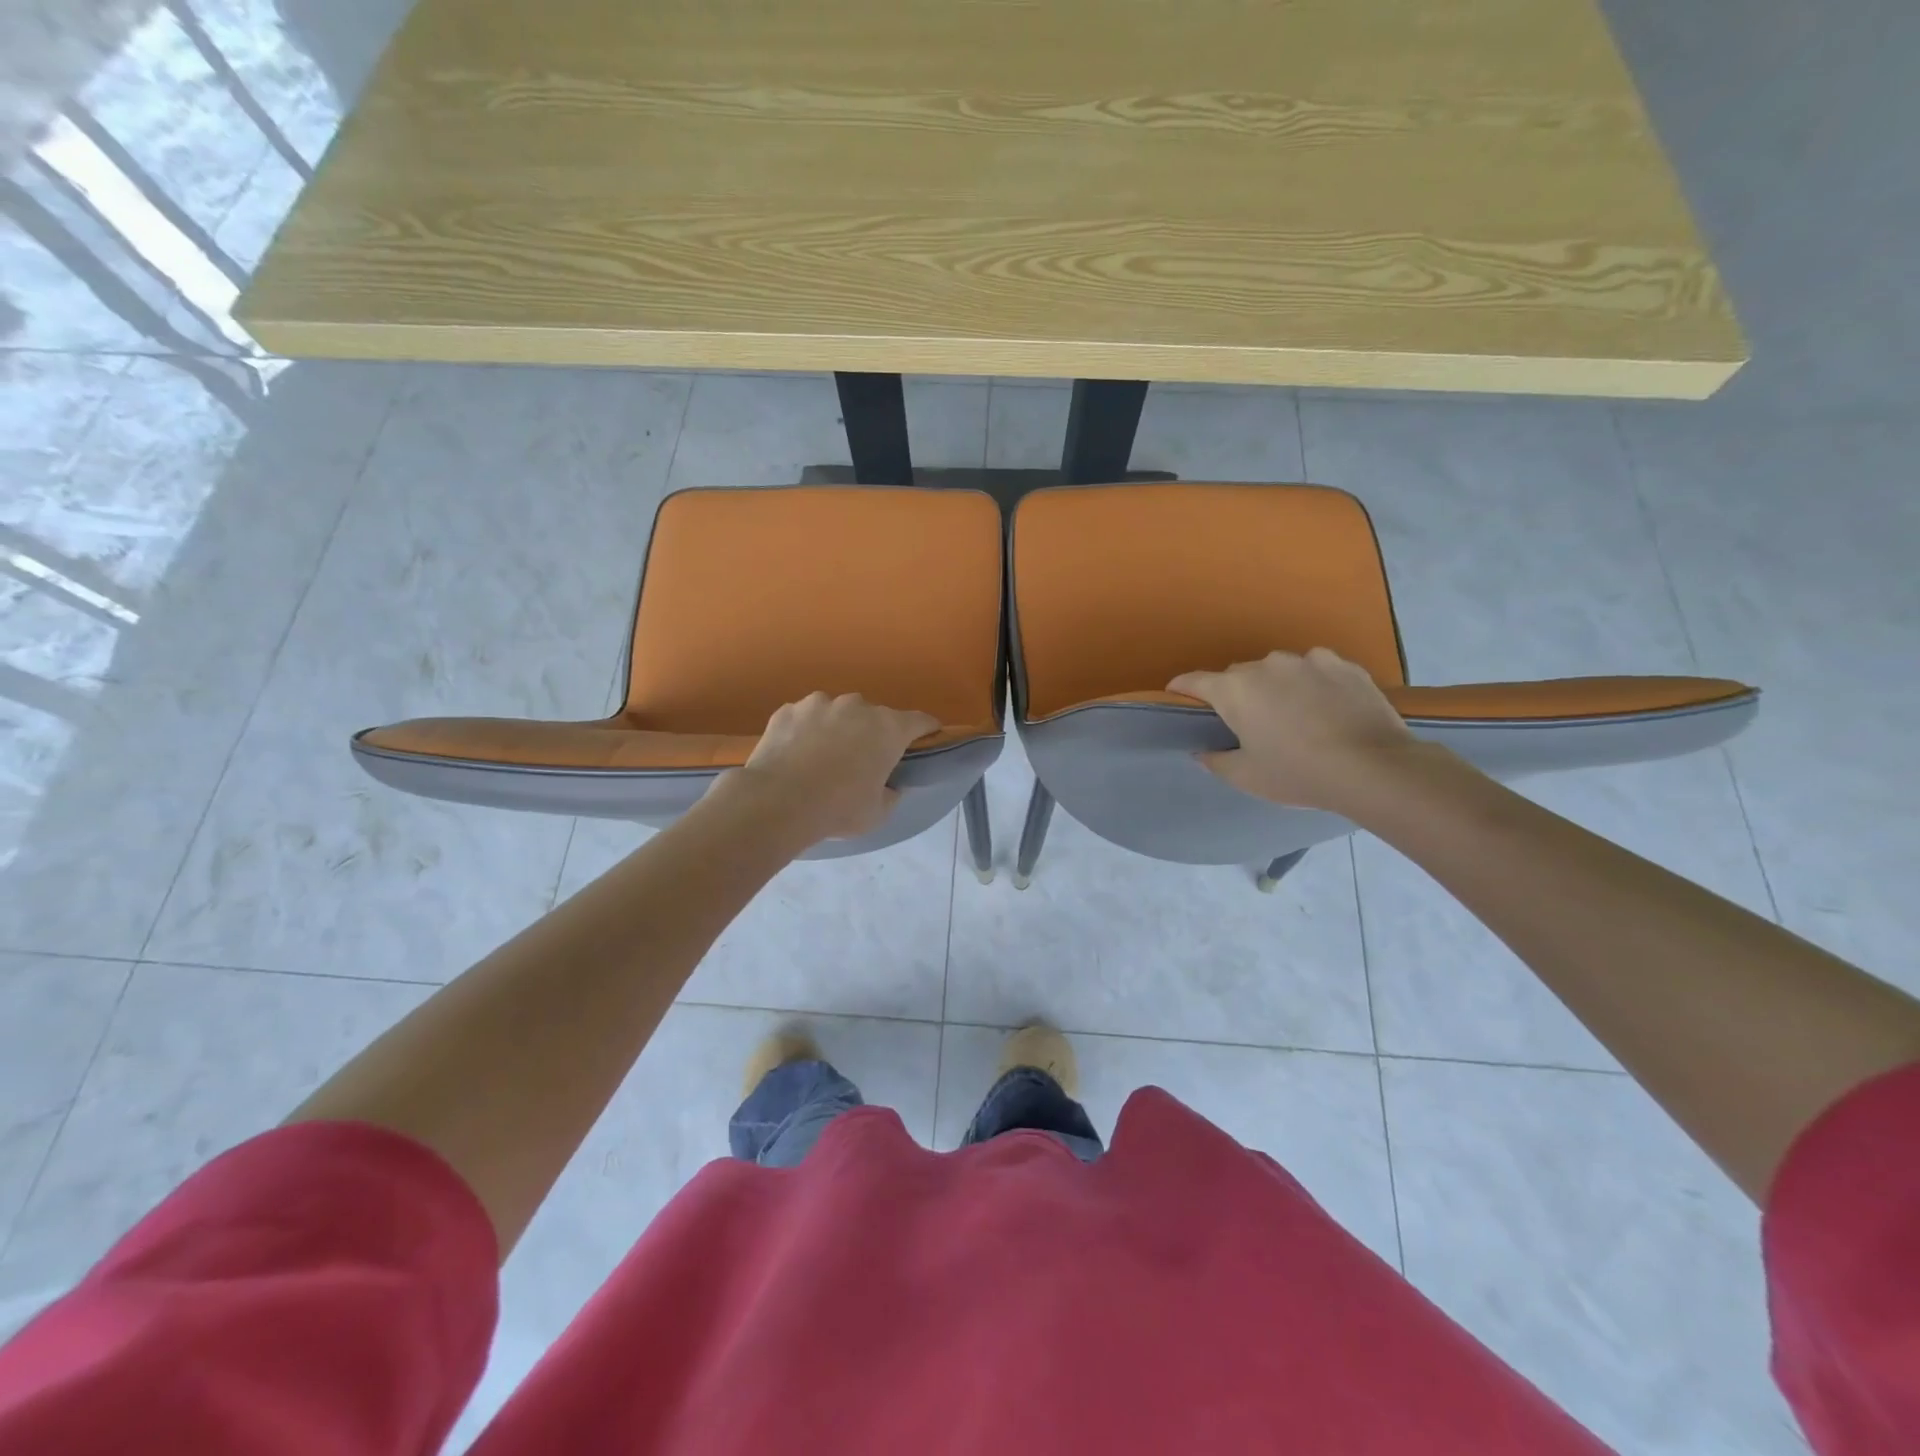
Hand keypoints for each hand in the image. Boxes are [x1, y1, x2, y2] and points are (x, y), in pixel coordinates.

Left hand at [723, 692, 939, 843]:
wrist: (777, 802)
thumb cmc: (838, 809)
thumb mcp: (878, 813)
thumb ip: (890, 793)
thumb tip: (889, 785)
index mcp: (888, 728)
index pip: (920, 720)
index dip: (927, 728)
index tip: (929, 735)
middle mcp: (857, 706)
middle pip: (874, 716)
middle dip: (872, 733)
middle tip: (862, 760)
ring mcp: (819, 703)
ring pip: (837, 713)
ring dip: (837, 728)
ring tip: (823, 756)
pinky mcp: (788, 710)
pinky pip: (805, 718)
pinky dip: (806, 731)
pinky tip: (795, 754)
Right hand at [1168, 648, 1425, 813]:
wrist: (1373, 767)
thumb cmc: (1297, 773)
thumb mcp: (1246, 777)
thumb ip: (1216, 760)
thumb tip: (1203, 750)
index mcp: (1234, 690)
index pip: (1194, 681)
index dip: (1181, 688)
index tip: (1177, 697)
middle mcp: (1266, 666)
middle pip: (1239, 676)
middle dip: (1237, 694)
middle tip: (1249, 723)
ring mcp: (1308, 660)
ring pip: (1279, 670)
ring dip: (1277, 686)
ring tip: (1294, 715)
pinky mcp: (1343, 664)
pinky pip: (1316, 669)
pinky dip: (1313, 683)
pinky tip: (1327, 707)